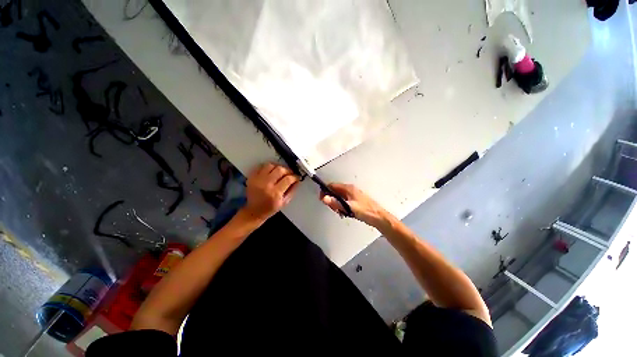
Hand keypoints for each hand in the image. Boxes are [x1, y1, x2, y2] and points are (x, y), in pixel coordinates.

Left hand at [241, 163, 299, 222]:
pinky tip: (271, 171)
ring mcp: (257, 180)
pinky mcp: (251, 177)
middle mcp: (266, 185)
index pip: (288, 179)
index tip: (297, 177)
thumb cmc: (270, 208)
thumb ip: (292, 191)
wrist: (253, 211)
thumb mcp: (284, 203)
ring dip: (277, 167)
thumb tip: (297, 181)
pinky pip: (260, 166)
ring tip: (280, 172)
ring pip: (270, 165)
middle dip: (287, 170)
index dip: (295, 177)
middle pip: (280, 170)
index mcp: (275, 193)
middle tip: (289, 174)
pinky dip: (267, 167)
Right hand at [320, 183, 388, 227]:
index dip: (325, 191)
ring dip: (337, 205)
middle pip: (335, 192)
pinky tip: (345, 213)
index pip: (332, 186)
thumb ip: (336, 203)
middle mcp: (350, 190)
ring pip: (339, 198)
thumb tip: (325, 198)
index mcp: (348, 189)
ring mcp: (352, 195)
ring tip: (341, 212)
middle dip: (331, 200)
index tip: (322, 199)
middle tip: (334, 209)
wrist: (378, 217)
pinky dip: (342, 207)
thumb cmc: (365, 211)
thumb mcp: (349, 207)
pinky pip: (344, 202)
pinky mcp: (354, 201)